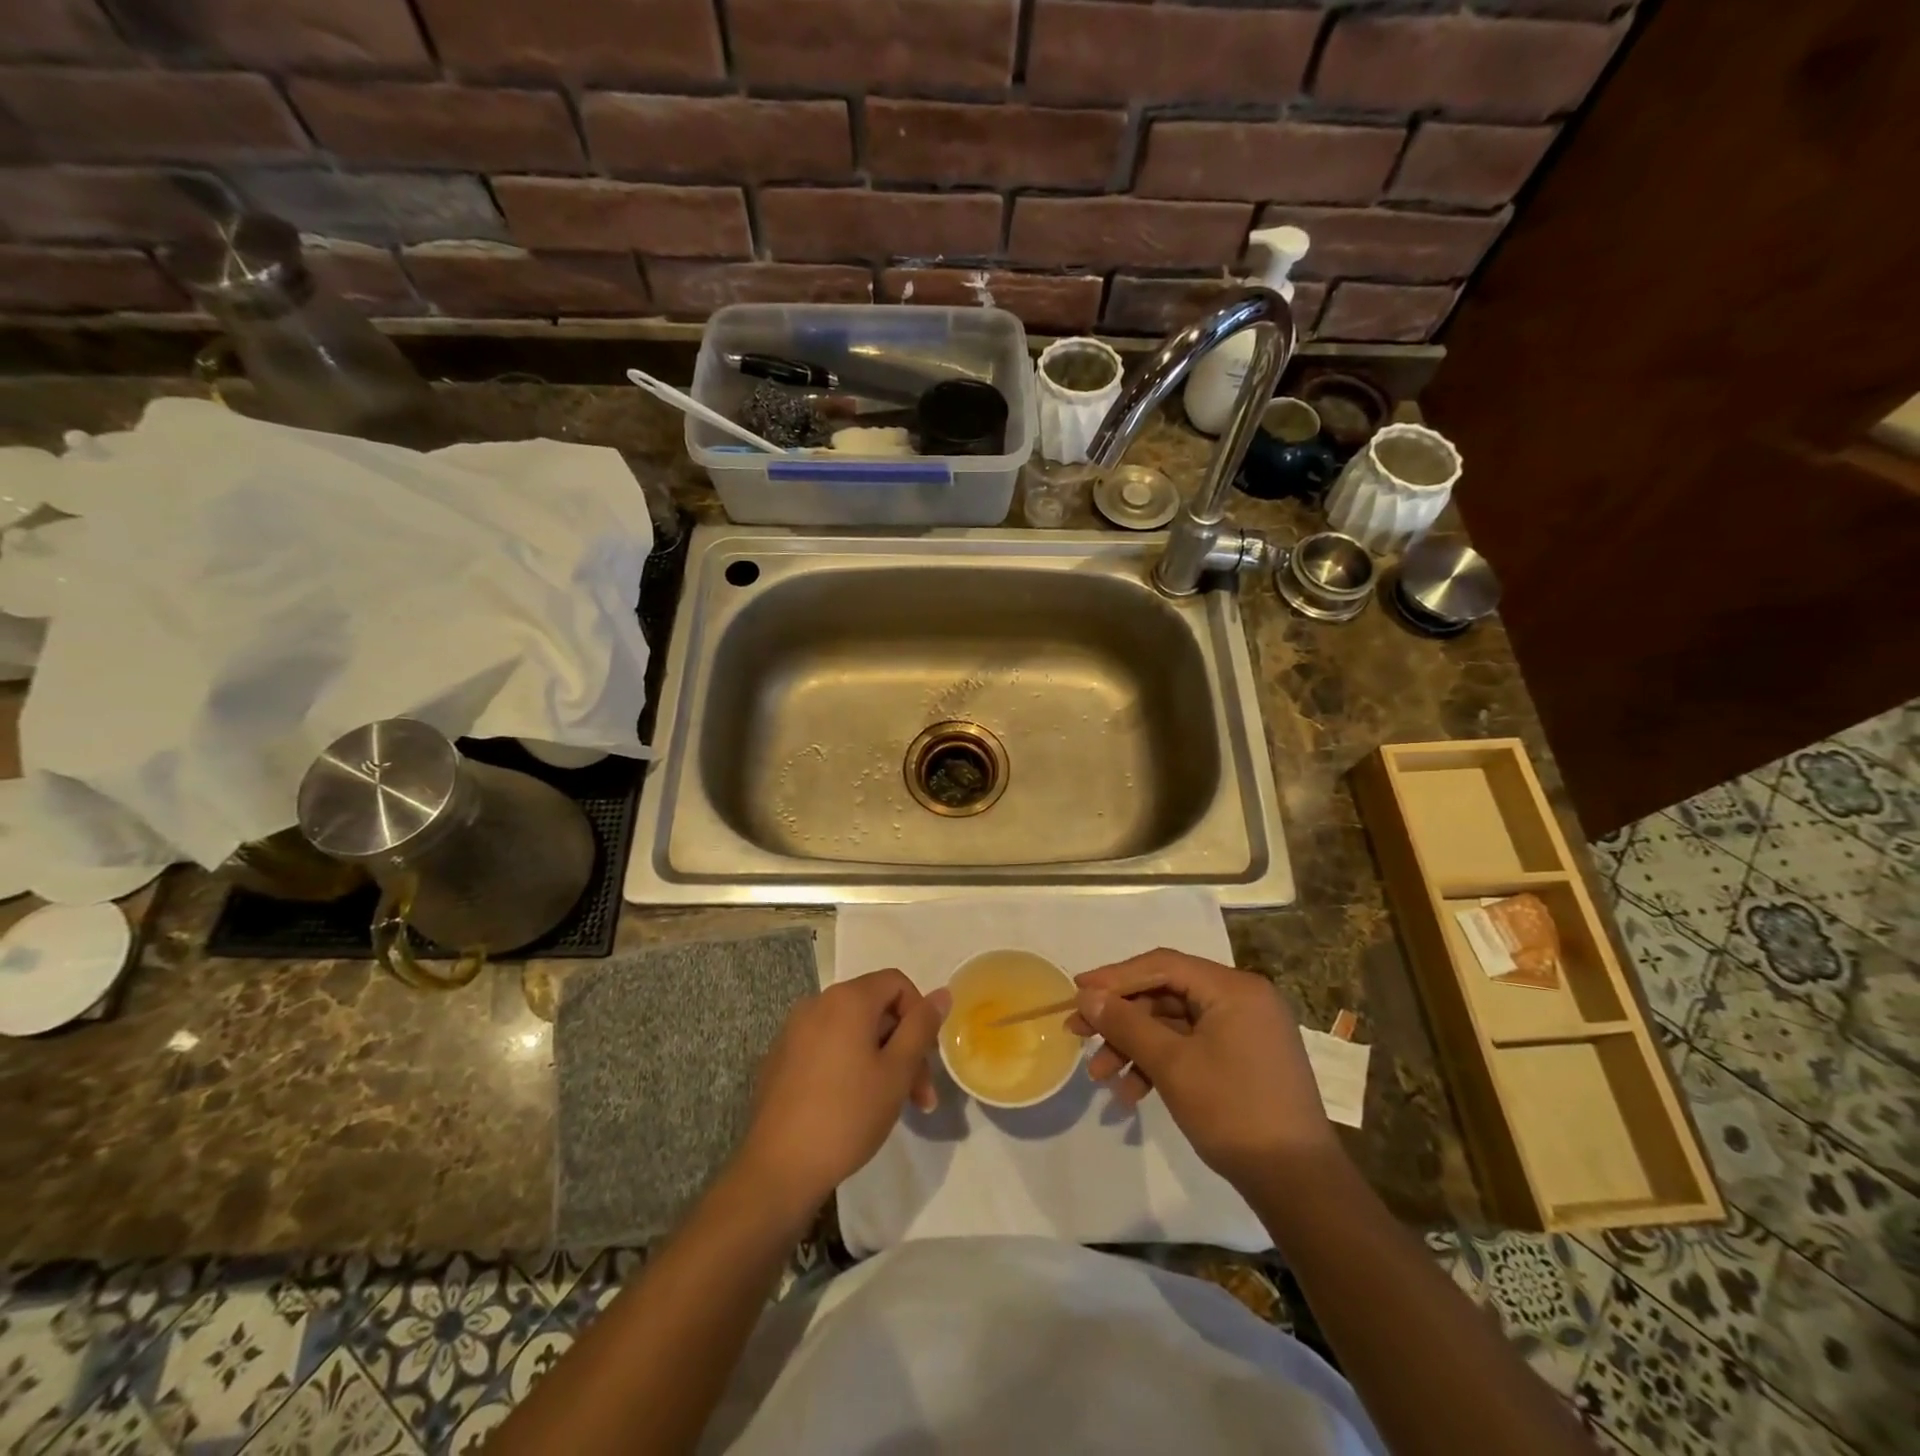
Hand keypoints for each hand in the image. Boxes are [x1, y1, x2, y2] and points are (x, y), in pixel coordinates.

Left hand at [736, 969, 949, 1215]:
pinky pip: (826, 1047)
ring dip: (880, 1059)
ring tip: (893, 1105)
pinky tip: (853, 1105)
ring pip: (851, 1031)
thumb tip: (942, 993)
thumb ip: (921, 1027)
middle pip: (874, 1008)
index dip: (919, 1013)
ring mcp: (794, 1030)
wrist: (778, 1168)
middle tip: (920, 1095)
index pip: (896, 982)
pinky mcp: (781, 1058)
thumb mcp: (897, 1072)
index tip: (926, 1056)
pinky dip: (848, 1064)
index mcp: (847, 999)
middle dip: (903, 1045)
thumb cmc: (847, 1115)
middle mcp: (817, 1003)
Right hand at [1069, 949, 1337, 1184]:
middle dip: (1121, 1018)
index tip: (1076, 992)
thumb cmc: (1234, 1112)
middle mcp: (1241, 999)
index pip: (1162, 965)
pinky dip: (1160, 1064)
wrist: (1299, 1185)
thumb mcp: (1172, 1065)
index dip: (1115, 977)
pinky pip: (1191, 1047)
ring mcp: (1244, 1031)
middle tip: (1079, 1034)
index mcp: (1233, 988)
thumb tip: (1086, 996)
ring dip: (1135, 1046)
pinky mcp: (1242, 1059)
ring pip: (1174, 1024)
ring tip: (1100, 1076)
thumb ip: (1126, 1023)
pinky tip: (1132, 1094)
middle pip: (1166, 994)